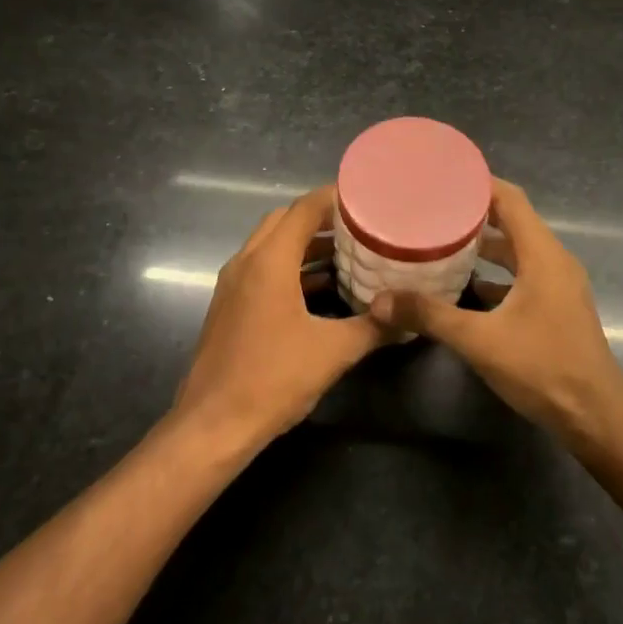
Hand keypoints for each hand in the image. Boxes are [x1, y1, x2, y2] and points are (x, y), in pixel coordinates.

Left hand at [173, 186, 387, 446]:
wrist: (212, 426)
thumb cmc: (273, 379)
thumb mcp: (333, 352)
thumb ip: (374, 328)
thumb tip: (410, 316)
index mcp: (269, 261)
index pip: (304, 209)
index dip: (335, 198)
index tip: (368, 197)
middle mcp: (246, 262)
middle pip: (284, 220)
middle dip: (321, 218)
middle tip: (359, 225)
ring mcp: (233, 285)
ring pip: (271, 246)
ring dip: (304, 244)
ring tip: (347, 252)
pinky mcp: (229, 306)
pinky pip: (262, 270)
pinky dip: (290, 267)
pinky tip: (320, 288)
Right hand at [370, 179, 622, 453]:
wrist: (595, 417)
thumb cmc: (544, 369)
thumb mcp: (480, 341)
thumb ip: (430, 316)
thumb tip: (379, 301)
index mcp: (543, 255)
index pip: (511, 199)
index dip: (479, 183)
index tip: (443, 176)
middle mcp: (554, 261)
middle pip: (513, 221)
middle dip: (474, 212)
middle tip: (432, 208)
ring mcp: (558, 285)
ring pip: (518, 251)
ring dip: (485, 245)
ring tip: (441, 241)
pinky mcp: (556, 307)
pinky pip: (523, 276)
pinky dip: (496, 273)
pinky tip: (465, 286)